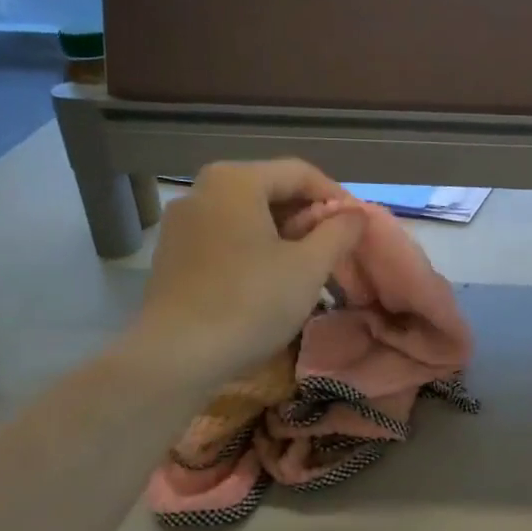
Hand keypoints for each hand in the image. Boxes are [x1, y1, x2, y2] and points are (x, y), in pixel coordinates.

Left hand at [124, 159, 363, 373]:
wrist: (176, 357)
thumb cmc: (251, 303)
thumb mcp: (309, 267)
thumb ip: (339, 232)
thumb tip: (356, 214)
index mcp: (236, 181)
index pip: (300, 173)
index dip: (336, 197)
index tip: (358, 227)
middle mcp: (202, 190)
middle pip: (270, 190)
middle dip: (308, 216)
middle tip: (336, 248)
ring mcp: (182, 222)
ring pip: (247, 215)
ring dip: (283, 233)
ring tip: (308, 265)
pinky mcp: (173, 253)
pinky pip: (225, 236)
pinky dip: (254, 247)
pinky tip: (269, 279)